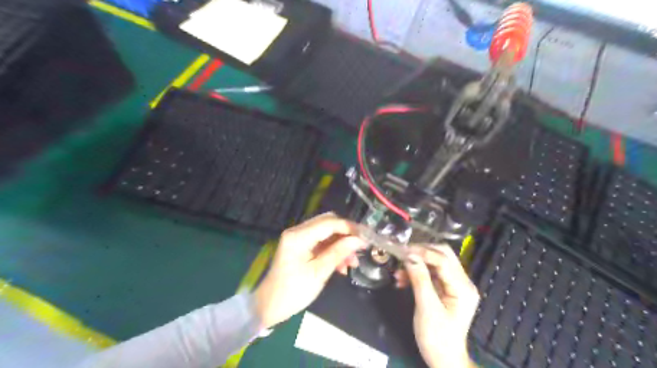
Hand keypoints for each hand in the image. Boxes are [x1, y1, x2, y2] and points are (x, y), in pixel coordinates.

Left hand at [252, 211, 363, 328]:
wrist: (269, 306)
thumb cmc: (293, 291)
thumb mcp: (319, 273)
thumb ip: (339, 252)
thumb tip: (359, 240)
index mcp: (298, 236)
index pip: (329, 223)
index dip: (350, 227)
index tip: (367, 236)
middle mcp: (297, 231)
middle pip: (328, 223)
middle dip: (346, 234)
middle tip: (361, 247)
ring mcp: (298, 238)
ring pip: (326, 233)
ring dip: (341, 244)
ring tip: (352, 262)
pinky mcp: (300, 246)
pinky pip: (321, 242)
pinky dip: (333, 250)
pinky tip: (342, 265)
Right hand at [395, 244, 480, 366]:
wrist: (444, 360)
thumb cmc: (437, 338)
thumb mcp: (427, 308)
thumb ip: (420, 280)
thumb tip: (410, 256)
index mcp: (463, 287)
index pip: (443, 260)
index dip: (422, 252)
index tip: (402, 251)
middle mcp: (462, 282)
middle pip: (442, 255)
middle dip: (420, 253)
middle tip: (401, 256)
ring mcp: (455, 285)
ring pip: (435, 263)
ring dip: (416, 264)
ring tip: (398, 272)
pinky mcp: (446, 289)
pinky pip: (431, 274)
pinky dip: (417, 273)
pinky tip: (402, 280)